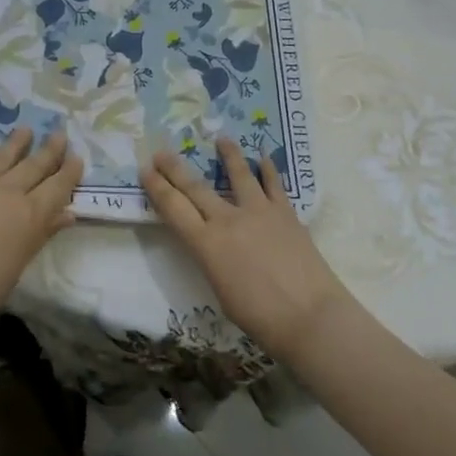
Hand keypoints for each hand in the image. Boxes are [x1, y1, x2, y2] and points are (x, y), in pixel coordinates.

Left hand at [0, 128, 82, 362]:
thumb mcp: (19, 263)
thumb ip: (42, 233)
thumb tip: (66, 214)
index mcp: (31, 214)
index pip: (58, 186)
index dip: (69, 172)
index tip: (77, 159)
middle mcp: (9, 191)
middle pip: (35, 165)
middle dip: (50, 150)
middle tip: (60, 135)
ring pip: (5, 156)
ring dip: (19, 143)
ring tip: (27, 131)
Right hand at [141, 138, 353, 365]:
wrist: (310, 315)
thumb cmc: (260, 317)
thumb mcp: (220, 291)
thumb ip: (212, 260)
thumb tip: (214, 246)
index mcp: (207, 244)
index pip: (174, 208)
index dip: (157, 187)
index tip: (145, 170)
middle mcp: (228, 219)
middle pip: (196, 187)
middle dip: (175, 168)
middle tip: (161, 151)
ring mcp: (259, 211)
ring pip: (239, 175)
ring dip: (228, 155)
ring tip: (222, 138)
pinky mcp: (286, 213)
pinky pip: (274, 185)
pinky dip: (268, 170)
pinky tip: (264, 158)